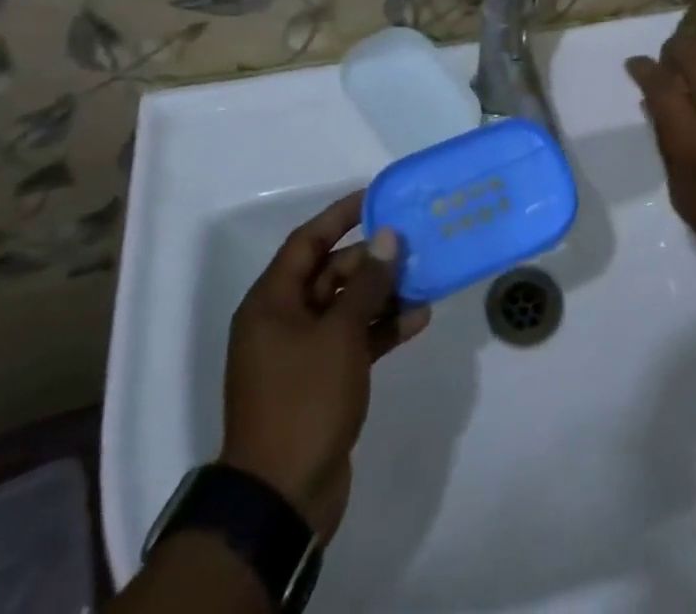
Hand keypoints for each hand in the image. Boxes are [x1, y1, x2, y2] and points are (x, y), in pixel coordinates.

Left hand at [219, 190, 430, 543]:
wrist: (282, 497)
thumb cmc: (303, 400)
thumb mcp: (339, 335)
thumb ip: (367, 284)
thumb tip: (388, 238)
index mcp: (271, 303)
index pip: (306, 243)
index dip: (340, 216)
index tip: (376, 197)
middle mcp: (283, 321)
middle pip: (329, 274)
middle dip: (371, 260)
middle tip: (412, 245)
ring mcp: (302, 353)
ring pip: (346, 307)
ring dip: (382, 295)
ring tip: (424, 281)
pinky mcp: (322, 381)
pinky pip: (354, 340)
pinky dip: (381, 329)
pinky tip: (417, 320)